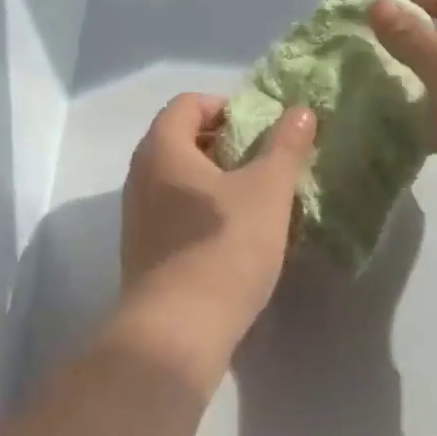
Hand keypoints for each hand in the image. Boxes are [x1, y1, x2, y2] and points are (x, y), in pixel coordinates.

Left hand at [117, 93, 318, 372]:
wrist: (178, 331)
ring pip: (178, 179)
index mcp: (162, 149)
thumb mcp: (267, 190)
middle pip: (180, 139)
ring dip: (215, 180)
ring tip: (254, 200)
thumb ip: (285, 146)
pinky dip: (202, 210)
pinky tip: (233, 236)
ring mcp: (137, 216)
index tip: (260, 129)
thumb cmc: (223, 247)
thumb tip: (300, 111)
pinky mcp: (143, 251)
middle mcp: (140, 176)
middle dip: (224, 143)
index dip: (225, 106)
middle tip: (263, 162)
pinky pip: (174, 212)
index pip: (187, 104)